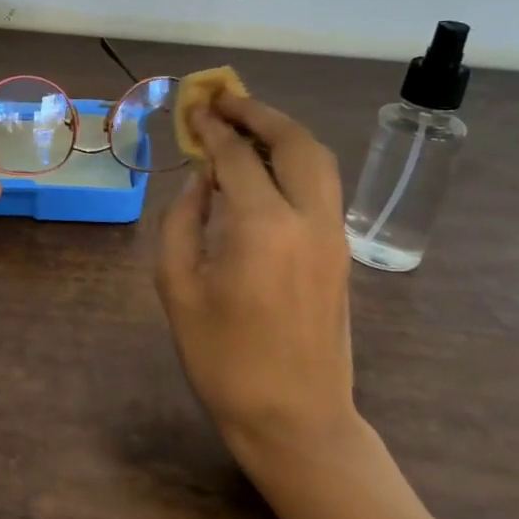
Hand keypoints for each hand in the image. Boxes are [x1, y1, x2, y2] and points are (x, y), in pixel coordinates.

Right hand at [155, 93, 359, 462]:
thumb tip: (198, 181)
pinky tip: (266, 169)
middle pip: (294, 142)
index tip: (192, 108)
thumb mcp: (178, 288)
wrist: (295, 418)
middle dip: (259, 113)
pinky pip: (322, 188)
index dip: (211, 128)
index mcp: (262, 226)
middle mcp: (307, 219)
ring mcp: (333, 235)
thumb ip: (182, 222)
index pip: (236, 157)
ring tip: (247, 123)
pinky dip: (296, 161)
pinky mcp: (341, 253)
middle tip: (225, 100)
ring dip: (284, 133)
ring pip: (318, 160)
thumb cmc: (223, 358)